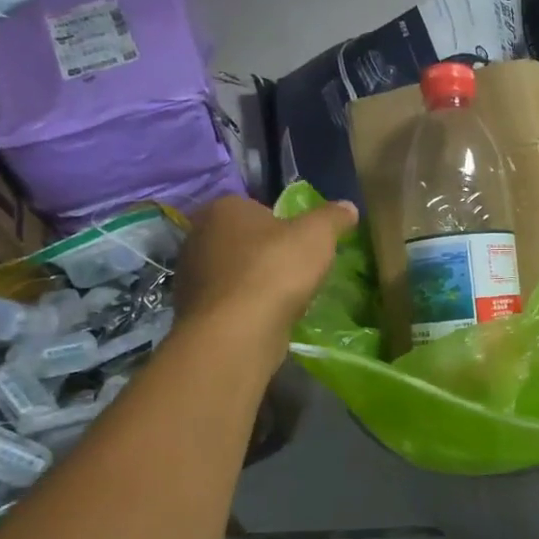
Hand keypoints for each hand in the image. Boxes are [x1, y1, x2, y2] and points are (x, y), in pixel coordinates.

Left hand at [174, 195, 357, 371]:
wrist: (237, 332)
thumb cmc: (276, 270)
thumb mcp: (317, 235)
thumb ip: (333, 217)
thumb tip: (348, 207)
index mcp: (223, 208)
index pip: (257, 208)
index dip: (282, 225)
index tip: (301, 245)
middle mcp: (198, 236)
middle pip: (243, 240)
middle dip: (266, 253)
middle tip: (295, 270)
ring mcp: (190, 275)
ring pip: (233, 272)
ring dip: (254, 282)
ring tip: (284, 298)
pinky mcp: (192, 310)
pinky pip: (227, 301)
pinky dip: (244, 307)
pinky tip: (265, 318)